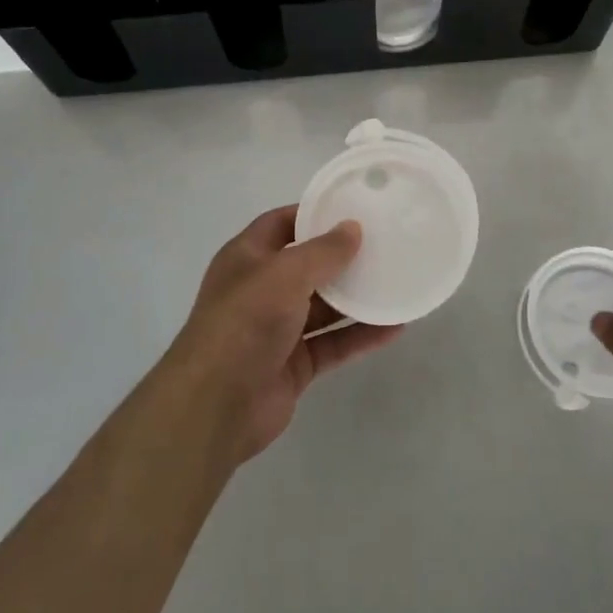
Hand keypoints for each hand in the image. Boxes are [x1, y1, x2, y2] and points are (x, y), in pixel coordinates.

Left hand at [157, 206, 401, 463]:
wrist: (215, 405)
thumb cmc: (245, 322)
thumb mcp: (285, 273)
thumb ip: (323, 251)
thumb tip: (353, 227)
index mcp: (247, 258)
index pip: (282, 223)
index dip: (313, 214)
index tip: (353, 208)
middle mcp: (261, 289)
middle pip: (307, 265)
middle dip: (342, 257)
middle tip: (384, 243)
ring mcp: (277, 329)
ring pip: (323, 307)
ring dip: (356, 297)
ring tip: (396, 281)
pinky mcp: (294, 364)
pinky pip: (333, 343)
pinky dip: (360, 335)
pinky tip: (394, 327)